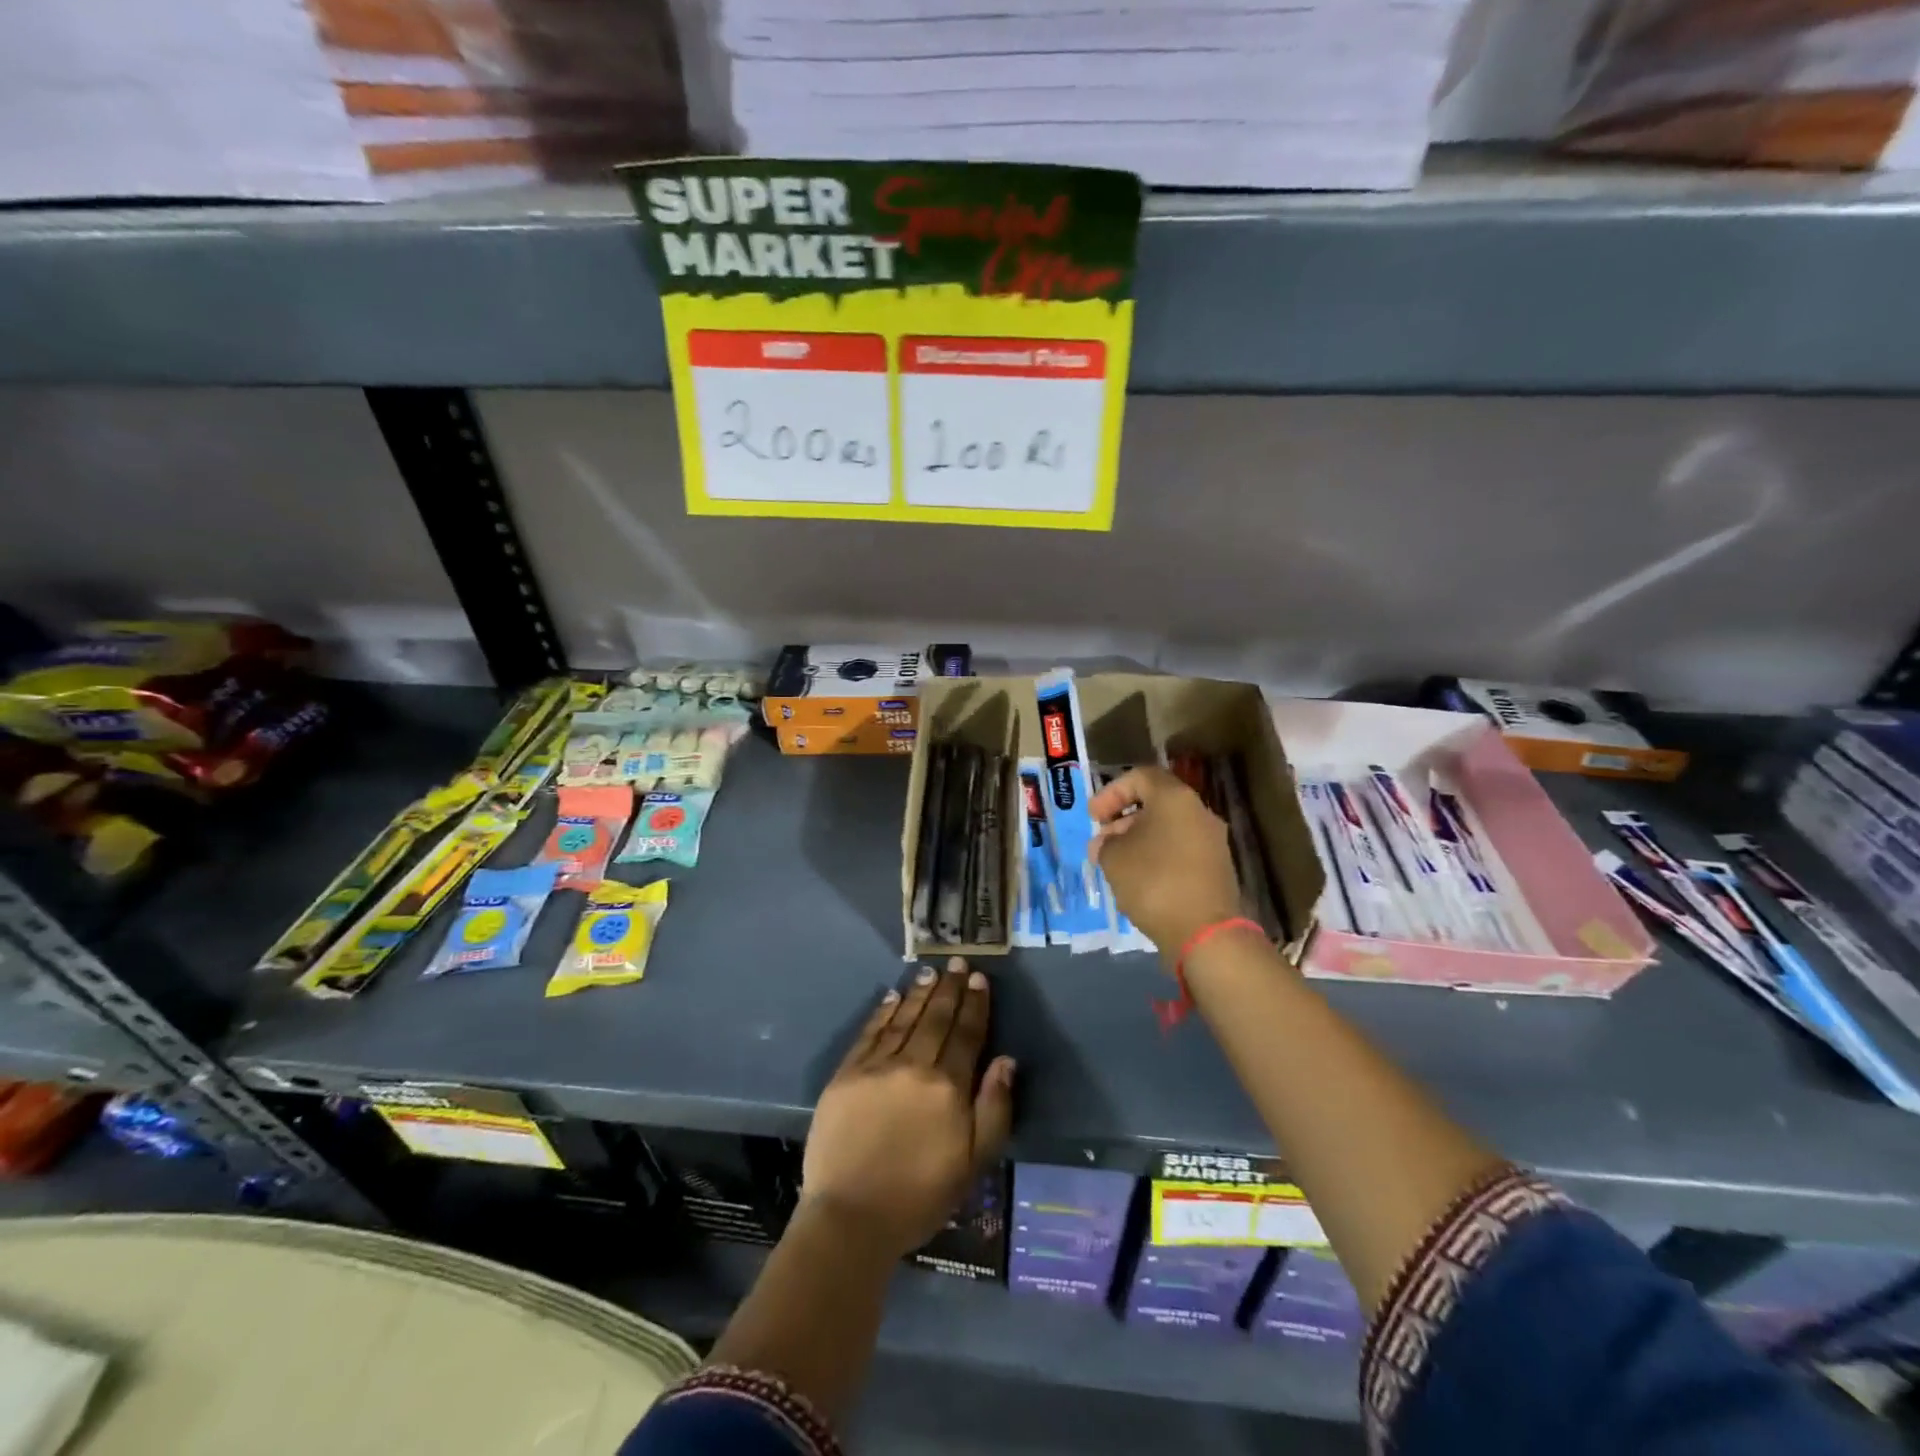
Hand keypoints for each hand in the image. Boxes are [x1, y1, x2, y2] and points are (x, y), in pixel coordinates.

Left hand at [802, 959, 1014, 1259]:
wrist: (851, 1218)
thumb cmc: (919, 1196)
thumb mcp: (973, 1163)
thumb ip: (993, 1109)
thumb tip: (1006, 1060)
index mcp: (948, 1087)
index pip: (966, 1034)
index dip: (974, 1005)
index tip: (979, 979)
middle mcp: (914, 1066)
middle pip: (936, 1019)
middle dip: (949, 989)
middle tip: (957, 962)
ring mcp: (876, 1067)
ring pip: (904, 1019)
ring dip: (919, 994)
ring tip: (930, 972)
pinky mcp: (846, 1074)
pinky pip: (870, 1033)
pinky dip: (883, 1012)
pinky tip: (892, 997)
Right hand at [1089, 766, 1243, 953]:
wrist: (1205, 933)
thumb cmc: (1154, 882)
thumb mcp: (1114, 858)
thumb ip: (1105, 843)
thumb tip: (1108, 843)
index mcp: (1175, 798)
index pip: (1140, 777)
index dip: (1111, 792)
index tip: (1093, 817)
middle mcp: (1199, 812)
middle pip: (1155, 803)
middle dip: (1122, 819)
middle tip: (1100, 842)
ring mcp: (1212, 842)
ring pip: (1168, 828)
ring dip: (1138, 840)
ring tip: (1114, 863)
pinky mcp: (1215, 869)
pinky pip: (1179, 850)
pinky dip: (1156, 856)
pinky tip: (1138, 879)